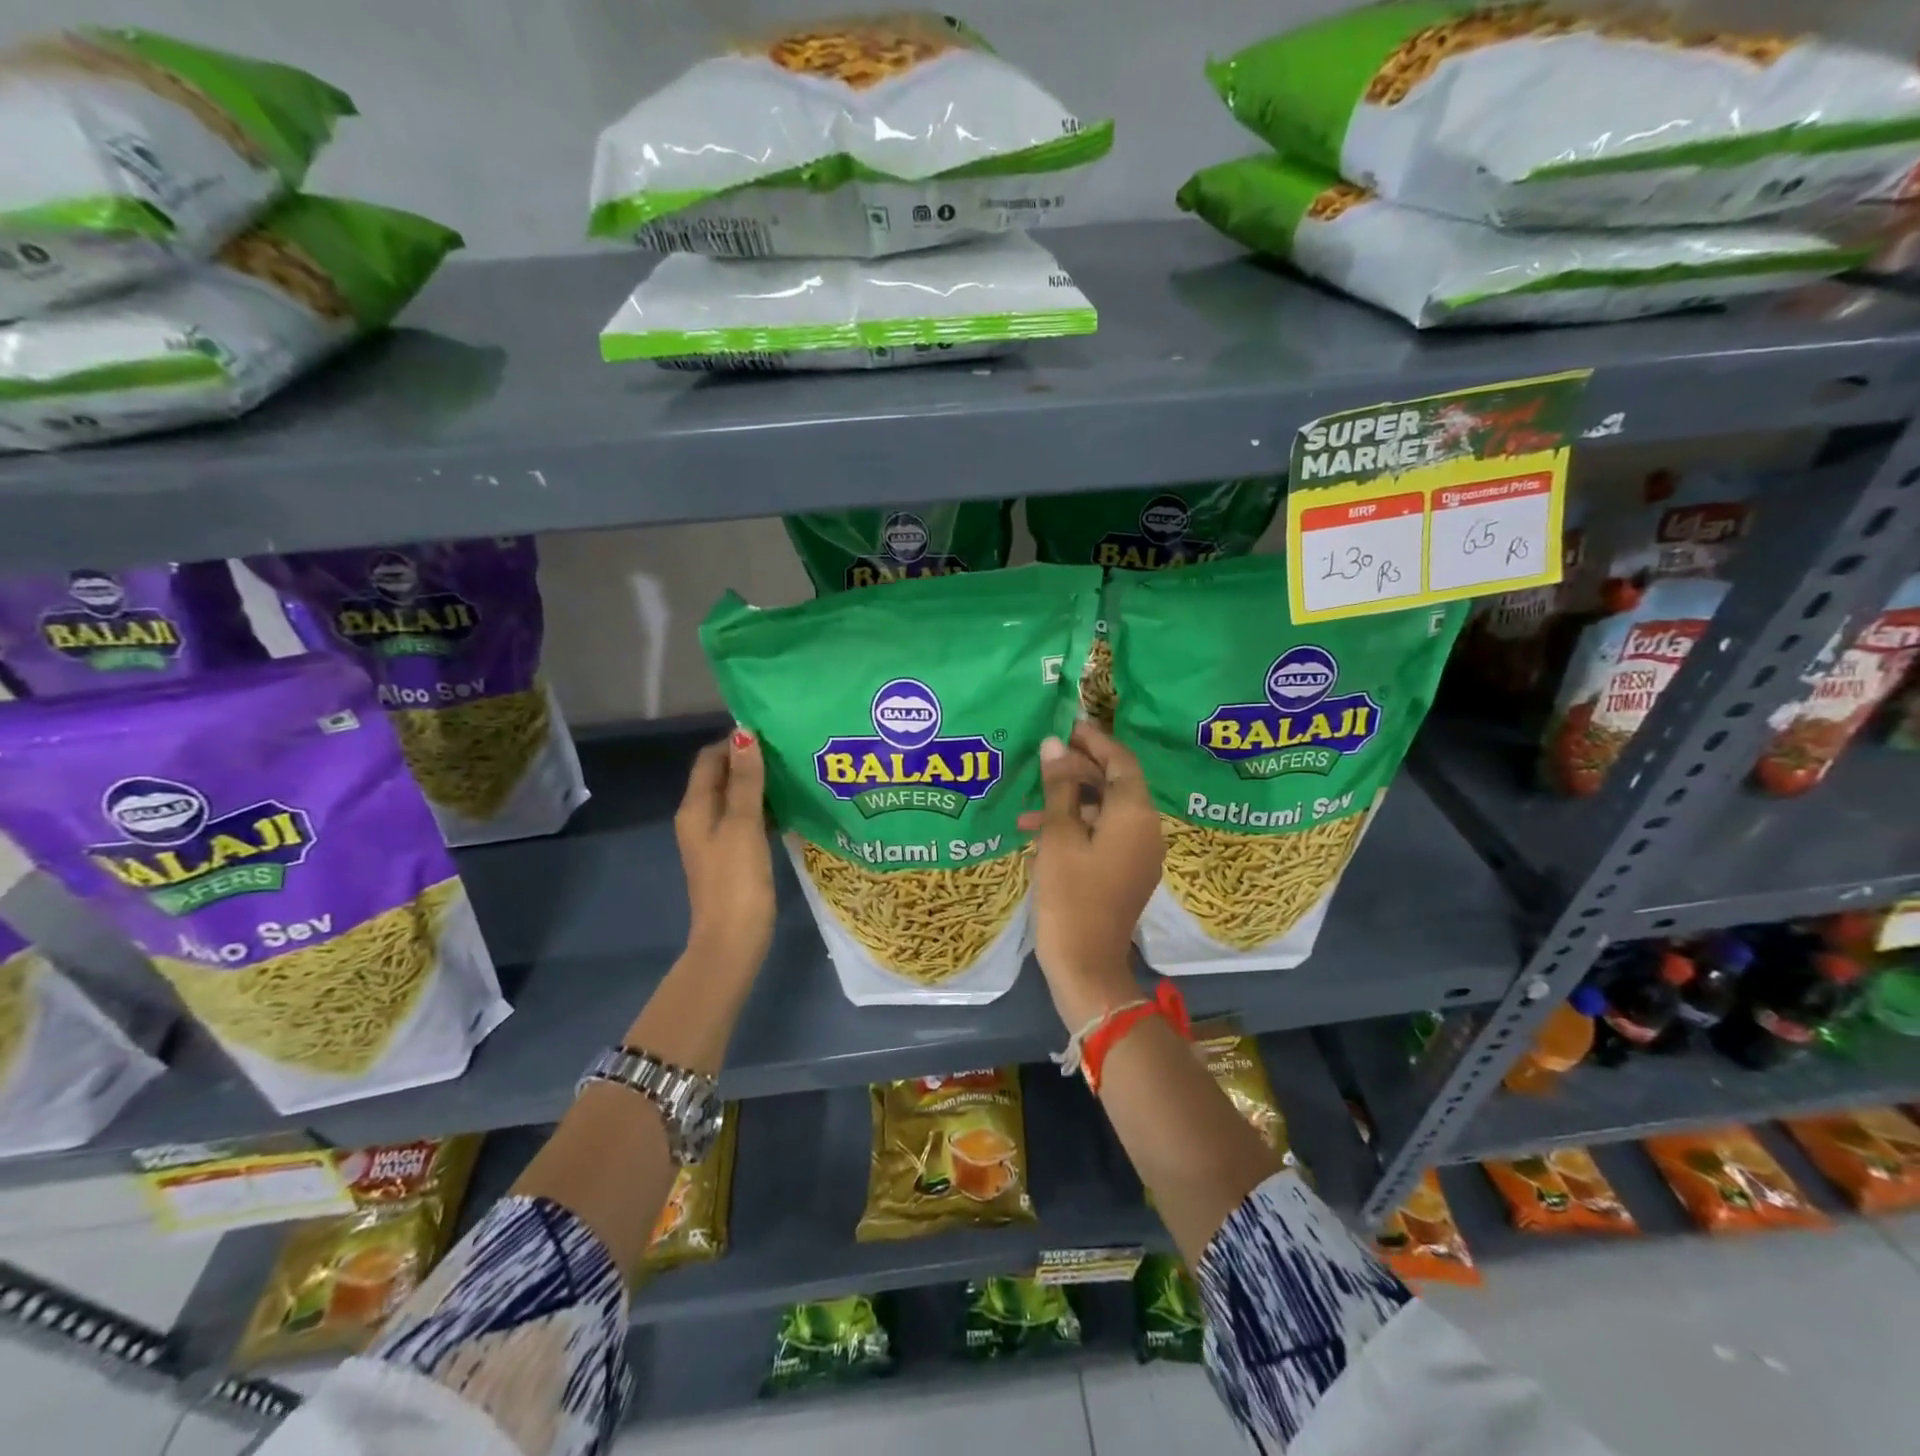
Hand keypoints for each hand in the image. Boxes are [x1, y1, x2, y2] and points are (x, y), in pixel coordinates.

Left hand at [674, 728, 774, 974]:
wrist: (733, 940)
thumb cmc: (737, 879)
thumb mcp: (744, 824)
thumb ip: (746, 780)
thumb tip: (744, 734)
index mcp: (695, 808)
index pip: (710, 759)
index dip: (735, 742)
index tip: (772, 733)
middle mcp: (700, 819)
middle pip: (723, 777)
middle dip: (751, 761)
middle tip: (789, 750)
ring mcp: (717, 839)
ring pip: (737, 799)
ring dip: (760, 785)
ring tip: (795, 773)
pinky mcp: (733, 856)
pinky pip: (747, 820)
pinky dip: (765, 808)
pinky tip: (791, 807)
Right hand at [1016, 722, 1163, 1027]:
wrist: (1086, 964)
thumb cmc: (1070, 895)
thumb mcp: (1058, 836)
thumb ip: (1059, 787)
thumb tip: (1055, 744)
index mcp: (1135, 815)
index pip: (1121, 762)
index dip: (1096, 741)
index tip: (1070, 726)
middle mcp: (1146, 829)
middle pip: (1115, 785)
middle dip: (1079, 769)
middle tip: (1045, 757)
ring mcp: (1139, 853)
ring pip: (1106, 811)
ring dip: (1071, 801)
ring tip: (1030, 803)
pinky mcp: (1127, 872)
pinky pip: (1105, 835)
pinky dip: (1077, 827)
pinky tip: (1039, 833)